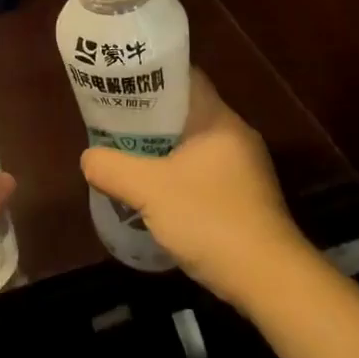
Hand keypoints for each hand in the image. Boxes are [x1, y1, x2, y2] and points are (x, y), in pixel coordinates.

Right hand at [80, 68, 308, 309]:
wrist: (270, 281)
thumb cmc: (211, 220)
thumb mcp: (150, 191)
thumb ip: (113, 169)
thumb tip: (88, 159)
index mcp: (218, 119)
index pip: (184, 78)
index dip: (151, 76)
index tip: (121, 83)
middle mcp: (235, 135)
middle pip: (186, 112)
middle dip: (150, 117)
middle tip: (115, 122)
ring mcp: (245, 168)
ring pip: (194, 145)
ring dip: (163, 149)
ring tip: (128, 155)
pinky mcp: (247, 198)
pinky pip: (204, 172)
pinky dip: (179, 175)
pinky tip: (157, 193)